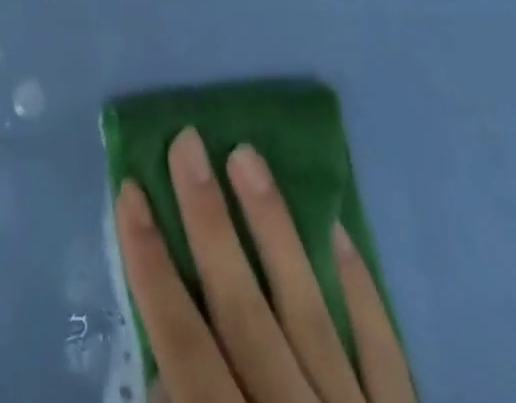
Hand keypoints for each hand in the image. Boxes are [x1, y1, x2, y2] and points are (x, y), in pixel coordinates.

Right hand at [116, 129, 415, 402]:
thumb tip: (162, 371)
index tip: (129, 190)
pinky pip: (386, 353)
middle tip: (188, 143)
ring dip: (275, 229)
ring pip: (309, 310)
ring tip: (248, 157)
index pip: (183, 344)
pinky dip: (363, 291)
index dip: (151, 264)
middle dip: (209, 221)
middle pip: (244, 309)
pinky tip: (340, 232)